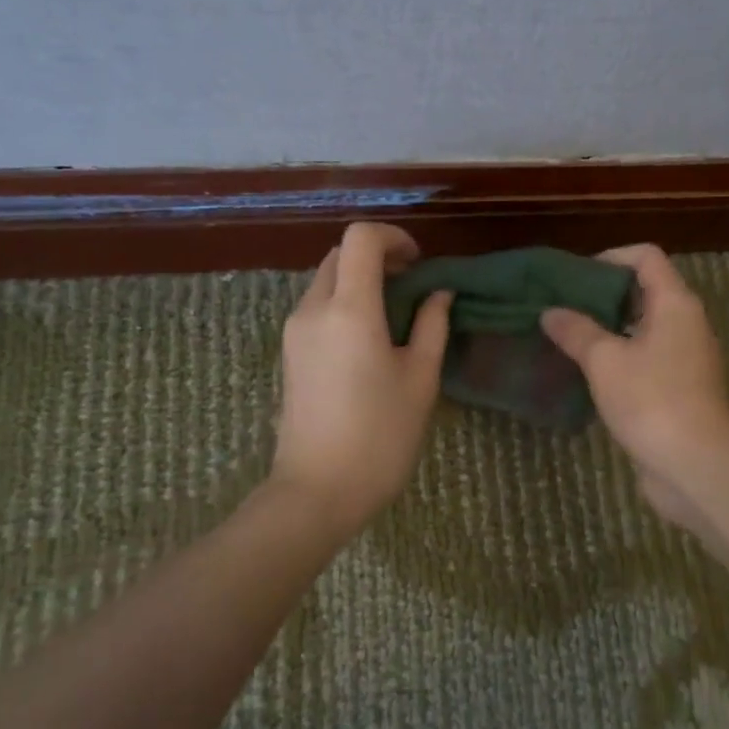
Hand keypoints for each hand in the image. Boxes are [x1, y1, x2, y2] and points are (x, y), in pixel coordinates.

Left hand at [272, 222, 452, 527]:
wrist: (317, 492)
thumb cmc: (380, 436)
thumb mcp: (420, 379)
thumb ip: (432, 326)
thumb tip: (439, 293)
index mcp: (350, 310)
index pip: (360, 238)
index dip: (393, 236)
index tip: (419, 263)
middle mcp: (313, 309)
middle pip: (341, 255)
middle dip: (378, 257)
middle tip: (412, 286)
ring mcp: (295, 331)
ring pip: (326, 280)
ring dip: (360, 280)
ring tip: (395, 315)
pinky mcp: (289, 352)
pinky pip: (317, 306)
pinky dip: (345, 303)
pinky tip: (370, 338)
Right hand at [540, 244, 728, 530]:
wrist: (696, 466)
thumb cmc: (651, 401)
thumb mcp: (604, 361)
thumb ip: (576, 331)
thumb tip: (550, 312)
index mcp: (675, 304)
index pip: (646, 257)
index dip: (611, 257)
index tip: (576, 277)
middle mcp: (687, 323)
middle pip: (646, 290)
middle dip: (604, 295)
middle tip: (564, 307)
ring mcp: (687, 358)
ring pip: (645, 328)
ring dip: (610, 329)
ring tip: (570, 338)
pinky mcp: (682, 389)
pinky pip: (649, 358)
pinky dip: (621, 357)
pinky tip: (590, 374)